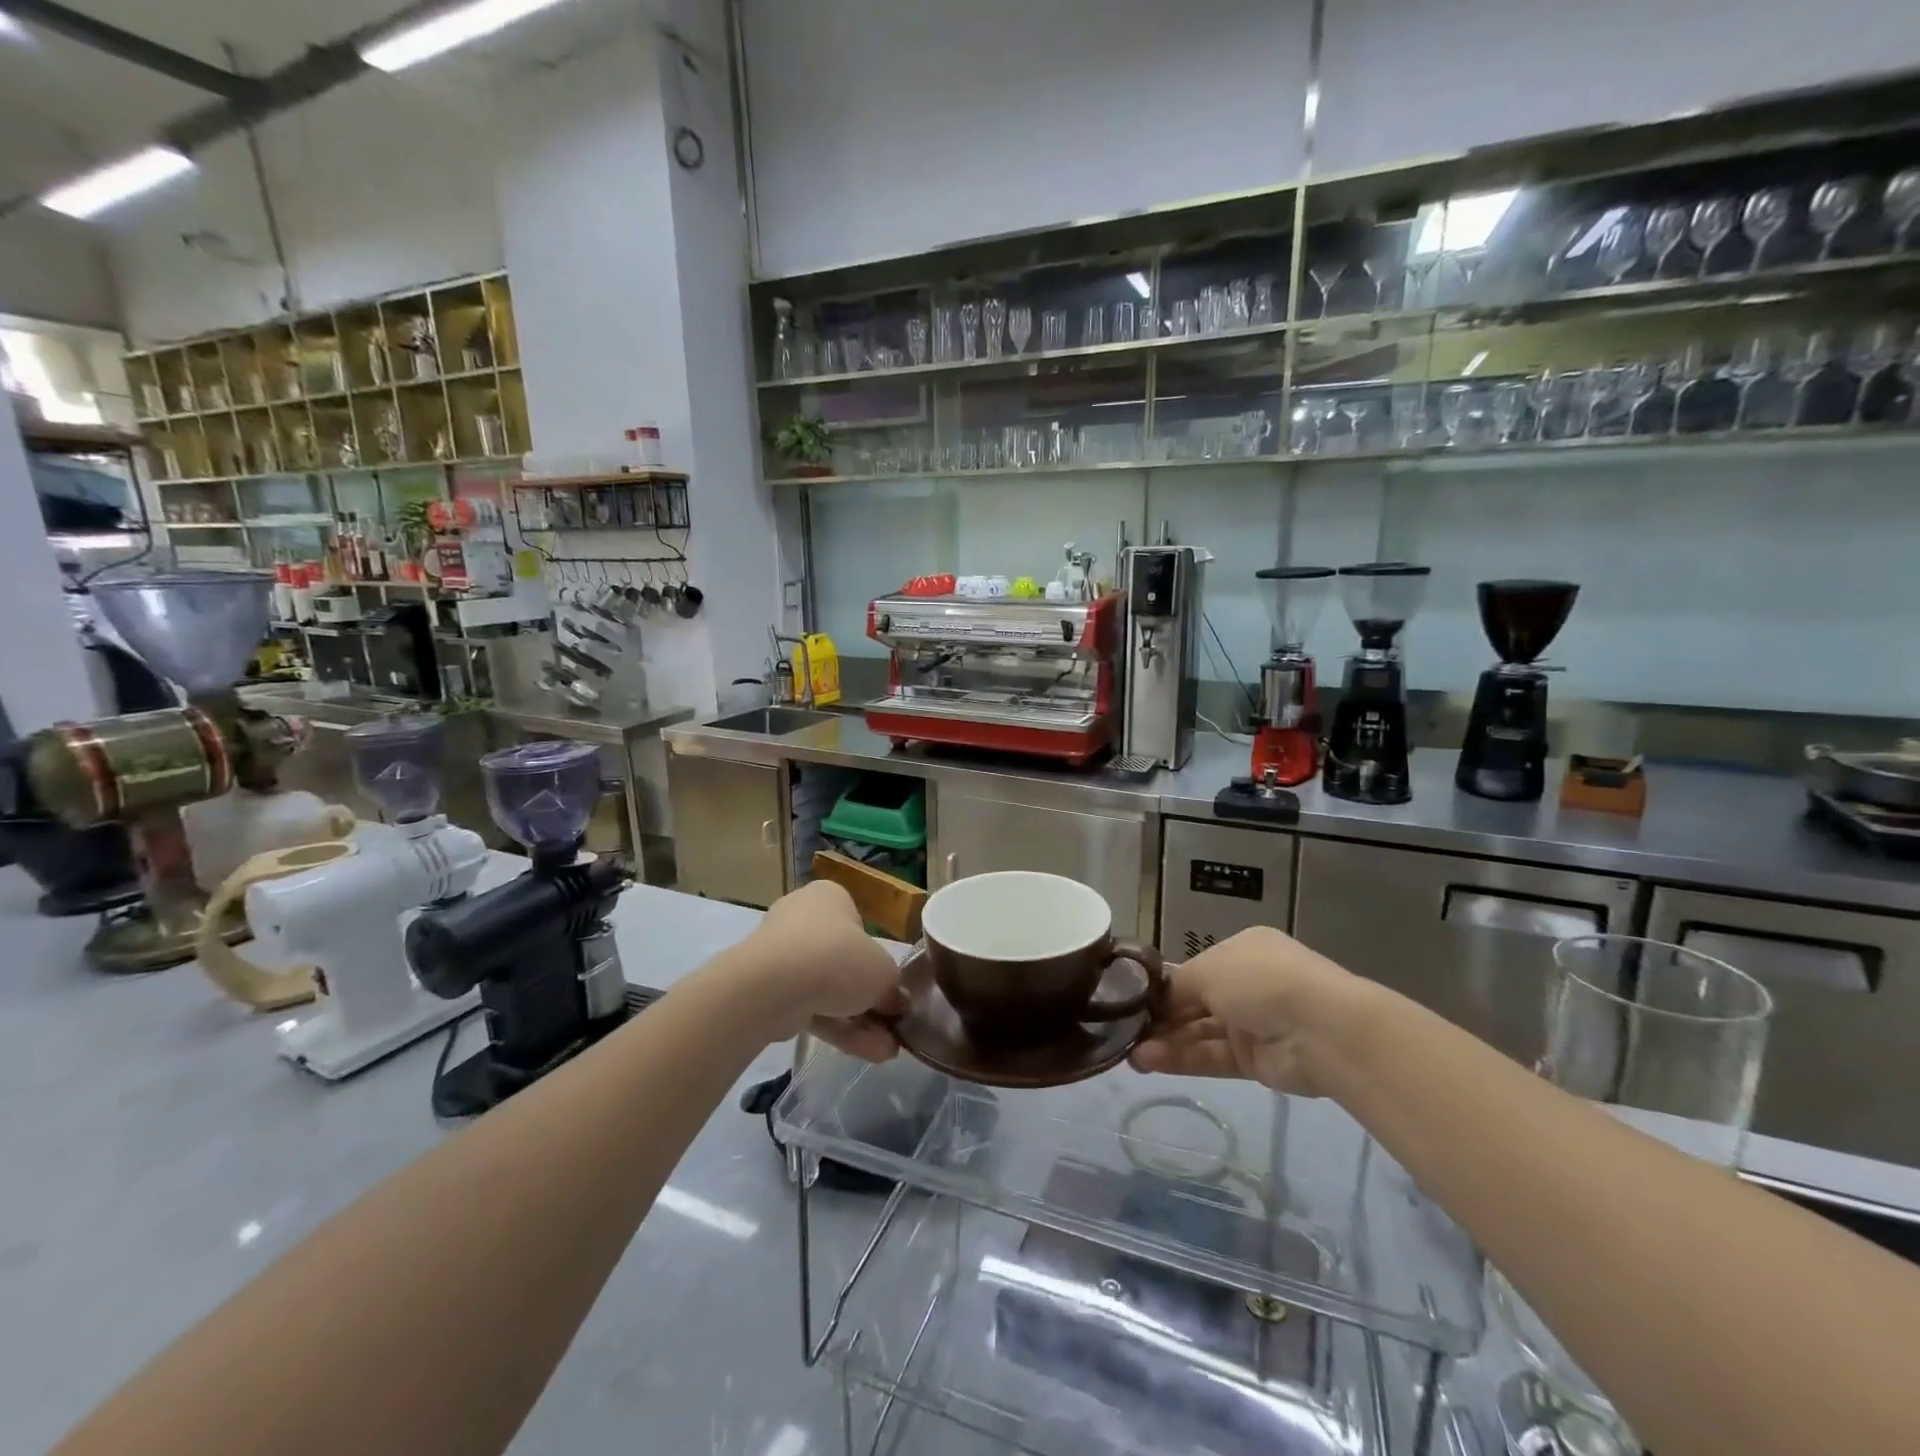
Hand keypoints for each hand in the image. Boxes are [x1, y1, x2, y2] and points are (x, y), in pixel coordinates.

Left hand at [736, 880, 904, 1061]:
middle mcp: (802, 919)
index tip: (889, 986)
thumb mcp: (883, 972)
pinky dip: (837, 1029)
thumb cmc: (839, 958)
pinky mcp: (768, 990)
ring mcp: (781, 955)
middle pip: (843, 962)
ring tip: (886, 1052)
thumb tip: (897, 1003)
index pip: (858, 926)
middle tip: (891, 1026)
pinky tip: (866, 1054)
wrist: (774, 986)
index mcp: (830, 898)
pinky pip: (808, 1007)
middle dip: (869, 1000)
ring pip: (827, 990)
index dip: (877, 958)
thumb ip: (893, 987)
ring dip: (858, 1022)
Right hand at [1129, 926, 1360, 1095]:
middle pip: (1194, 1002)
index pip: (1193, 969)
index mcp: (1241, 950)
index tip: (1130, 998)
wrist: (1321, 1029)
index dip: (1162, 984)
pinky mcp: (1255, 1061)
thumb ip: (1175, 987)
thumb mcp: (1207, 970)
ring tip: (1131, 1053)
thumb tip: (1153, 1001)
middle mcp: (1247, 984)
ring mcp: (1253, 1024)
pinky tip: (1150, 1061)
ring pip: (1200, 1032)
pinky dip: (1182, 1059)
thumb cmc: (1260, 981)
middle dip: (1161, 1016)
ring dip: (1166, 1041)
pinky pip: (1211, 1057)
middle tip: (1124, 1030)